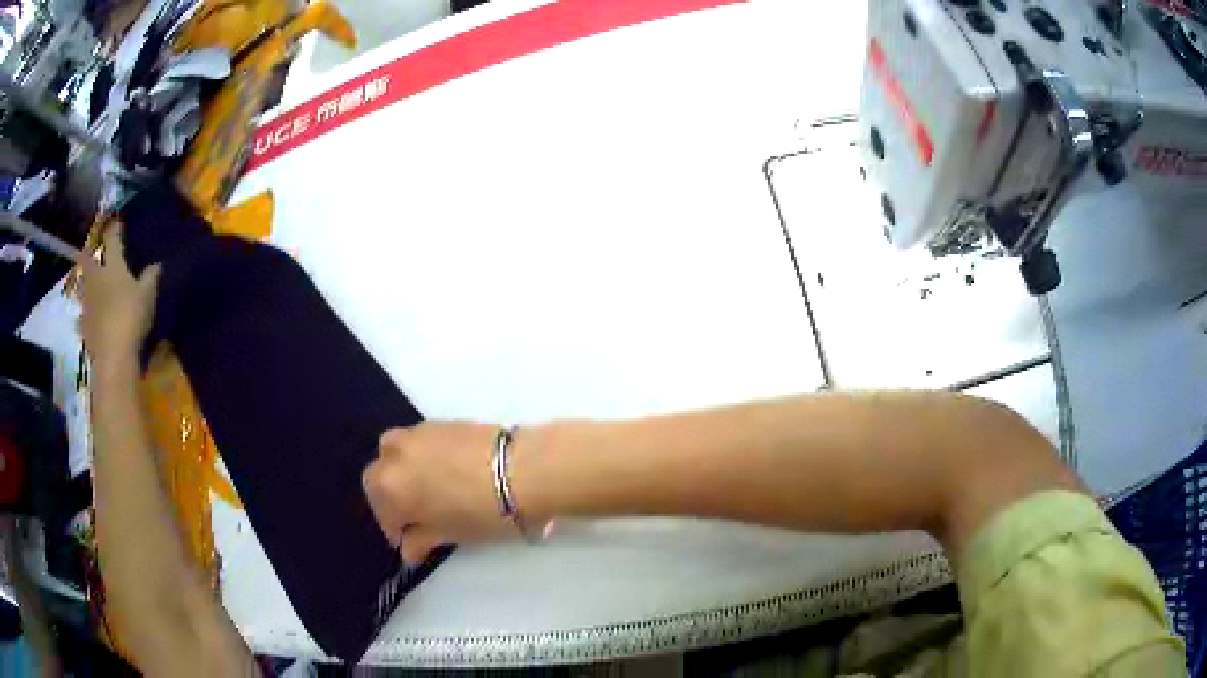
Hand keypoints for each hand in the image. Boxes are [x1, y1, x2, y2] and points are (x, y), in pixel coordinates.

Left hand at [78, 224, 160, 371]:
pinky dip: (85, 313)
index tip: (117, 221)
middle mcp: (96, 278)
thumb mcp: (147, 296)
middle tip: (90, 251)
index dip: (114, 228)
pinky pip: (83, 314)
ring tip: (89, 284)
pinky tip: (89, 318)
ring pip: (82, 285)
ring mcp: (87, 302)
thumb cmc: (131, 317)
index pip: (112, 238)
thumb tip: (157, 263)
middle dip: (88, 253)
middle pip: (88, 259)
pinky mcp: (84, 325)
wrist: (113, 356)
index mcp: (113, 266)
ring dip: (84, 283)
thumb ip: (150, 278)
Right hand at [363, 423, 520, 563]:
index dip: (396, 531)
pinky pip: (416, 440)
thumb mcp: (450, 534)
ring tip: (424, 489)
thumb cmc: (483, 512)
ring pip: (393, 451)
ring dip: (400, 470)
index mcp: (390, 487)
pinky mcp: (439, 421)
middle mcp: (394, 455)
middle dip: (389, 497)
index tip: (411, 543)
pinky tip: (441, 470)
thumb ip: (422, 540)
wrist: (523, 469)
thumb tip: (409, 550)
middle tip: (413, 516)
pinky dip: (418, 456)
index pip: (383, 514)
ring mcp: (416, 434)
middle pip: (378, 476)